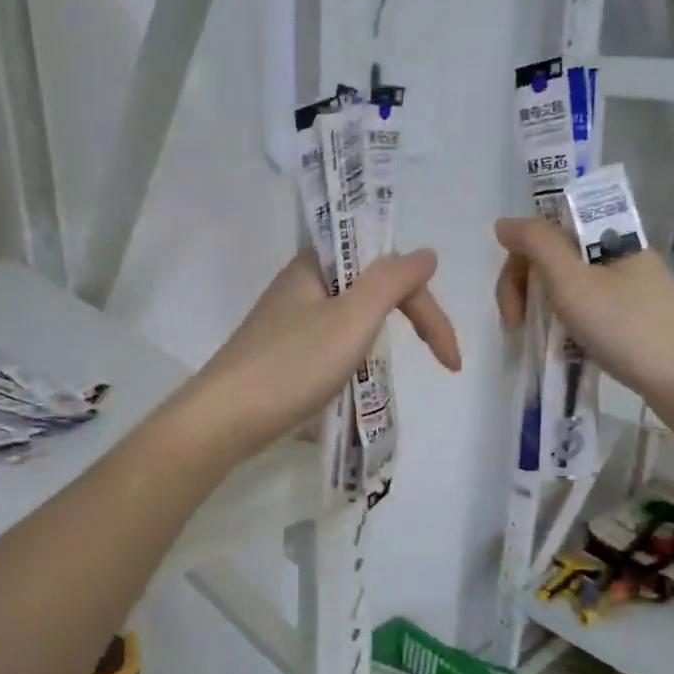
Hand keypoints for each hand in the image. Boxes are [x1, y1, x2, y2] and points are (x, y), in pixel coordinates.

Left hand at [171, 249, 460, 466]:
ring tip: (395, 369)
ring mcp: (289, 319)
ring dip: (383, 336)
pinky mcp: (282, 351)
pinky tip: (356, 376)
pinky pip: (332, 340)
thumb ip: (392, 280)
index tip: (449, 359)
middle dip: (412, 318)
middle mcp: (302, 283)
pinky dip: (356, 355)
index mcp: (317, 265)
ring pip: (353, 315)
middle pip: (374, 287)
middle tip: (441, 359)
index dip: (428, 308)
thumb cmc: (292, 366)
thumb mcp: (351, 318)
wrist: (224, 420)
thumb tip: (426, 253)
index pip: (391, 269)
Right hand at [494, 217, 673, 429]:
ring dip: (544, 312)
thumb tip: (504, 223)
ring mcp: (627, 292)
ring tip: (539, 343)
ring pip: (567, 290)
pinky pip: (585, 314)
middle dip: (526, 291)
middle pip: (554, 260)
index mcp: (608, 238)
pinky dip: (566, 329)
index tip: (514, 307)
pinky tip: (564, 351)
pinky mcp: (632, 324)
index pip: (546, 233)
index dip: (519, 264)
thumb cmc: (629, 329)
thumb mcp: (574, 283)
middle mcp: (618, 258)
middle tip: (518, 329)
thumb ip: (537, 246)